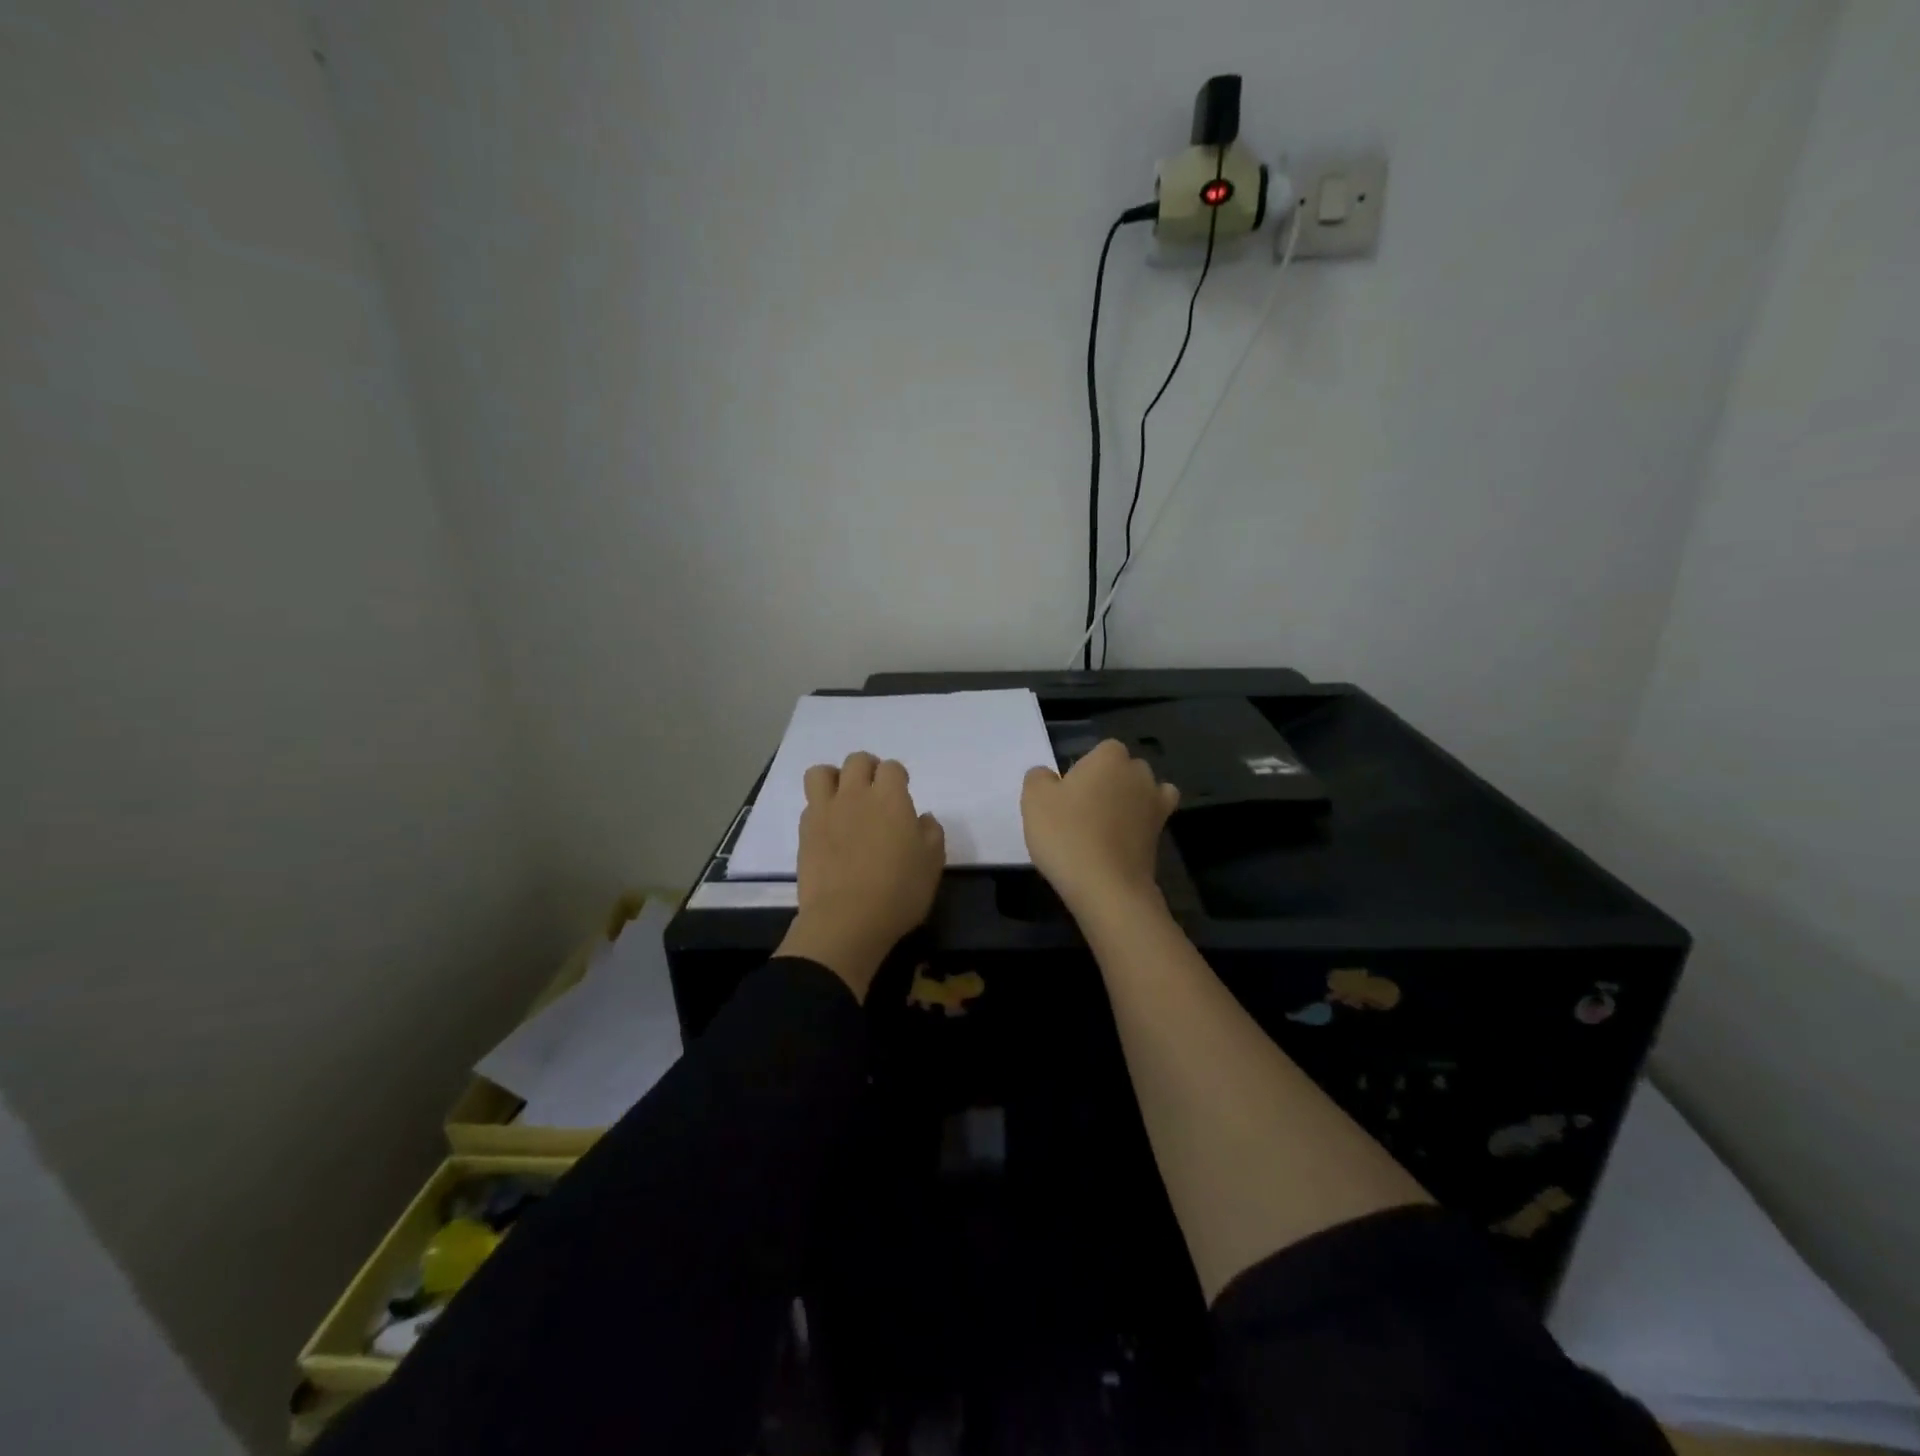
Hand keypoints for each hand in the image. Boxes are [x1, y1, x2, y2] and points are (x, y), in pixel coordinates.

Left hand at [776, 751, 945, 999]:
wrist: (846, 920)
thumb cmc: (899, 891)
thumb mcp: (932, 864)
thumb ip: (931, 833)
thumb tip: (922, 818)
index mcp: (890, 798)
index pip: (891, 768)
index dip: (898, 777)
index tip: (902, 793)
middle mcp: (855, 795)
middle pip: (857, 761)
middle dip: (868, 769)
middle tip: (875, 790)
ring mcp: (826, 811)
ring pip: (821, 773)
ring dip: (834, 778)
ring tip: (843, 798)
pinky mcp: (805, 832)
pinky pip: (810, 804)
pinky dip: (820, 808)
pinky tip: (830, 828)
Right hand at [1021, 739, 1178, 917]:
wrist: (1106, 886)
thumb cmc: (1066, 834)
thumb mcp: (1034, 799)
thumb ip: (1039, 777)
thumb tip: (1047, 775)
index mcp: (1110, 757)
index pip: (1101, 750)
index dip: (1085, 768)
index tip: (1068, 791)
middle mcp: (1139, 773)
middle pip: (1124, 769)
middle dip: (1108, 781)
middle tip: (1081, 808)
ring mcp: (1156, 804)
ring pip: (1143, 791)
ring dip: (1129, 800)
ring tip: (1105, 823)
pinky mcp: (1161, 834)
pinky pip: (1151, 819)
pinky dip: (1141, 823)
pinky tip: (1122, 837)